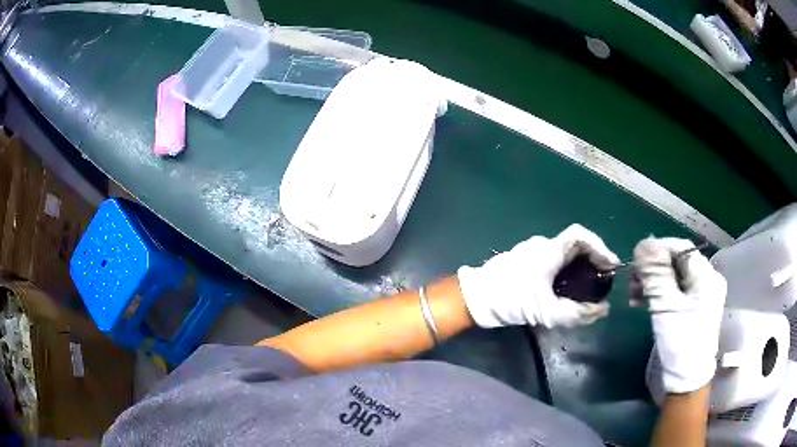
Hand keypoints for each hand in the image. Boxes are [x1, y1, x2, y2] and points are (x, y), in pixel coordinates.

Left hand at [457, 224, 619, 327]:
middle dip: (592, 257)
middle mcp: (542, 245)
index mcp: (549, 250)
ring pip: (564, 252)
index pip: (580, 235)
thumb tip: (602, 310)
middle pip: (575, 244)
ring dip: (580, 264)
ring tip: (589, 283)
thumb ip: (577, 313)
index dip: (600, 246)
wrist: (474, 299)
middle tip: (603, 276)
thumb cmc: (510, 300)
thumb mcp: (545, 311)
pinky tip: (568, 286)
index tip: (610, 264)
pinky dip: (566, 269)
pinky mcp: (524, 261)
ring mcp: (531, 251)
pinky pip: (553, 259)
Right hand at [633, 237, 726, 394]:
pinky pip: (677, 290)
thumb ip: (656, 274)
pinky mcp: (695, 306)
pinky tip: (646, 301)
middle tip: (633, 282)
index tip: (636, 261)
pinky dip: (661, 292)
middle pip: (678, 261)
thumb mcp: (665, 307)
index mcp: (707, 276)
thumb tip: (642, 244)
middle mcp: (708, 279)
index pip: (681, 248)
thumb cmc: (679, 344)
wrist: (686, 381)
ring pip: (675, 275)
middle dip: (654, 269)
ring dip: (654, 281)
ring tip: (635, 295)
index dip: (658, 249)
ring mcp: (703, 294)